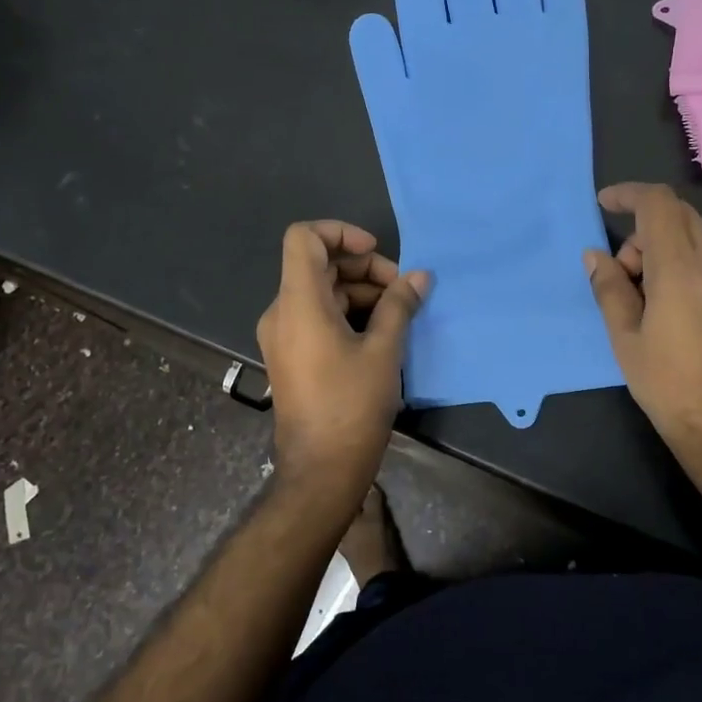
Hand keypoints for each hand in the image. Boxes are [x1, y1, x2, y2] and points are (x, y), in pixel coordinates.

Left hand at [257, 221, 428, 486]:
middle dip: (363, 269)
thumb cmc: (352, 405)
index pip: (304, 237)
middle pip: (318, 265)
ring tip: (398, 314)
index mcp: (299, 303)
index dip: (340, 232)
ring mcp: (283, 335)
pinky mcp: (290, 355)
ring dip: (360, 292)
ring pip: (320, 292)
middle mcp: (282, 312)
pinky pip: (316, 316)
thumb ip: (399, 305)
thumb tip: (420, 276)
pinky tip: (380, 332)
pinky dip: (347, 313)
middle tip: (402, 291)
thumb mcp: (384, 350)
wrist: (321, 468)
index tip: (375, 252)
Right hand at [584, 183, 701, 495]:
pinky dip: (697, 280)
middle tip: (625, 274)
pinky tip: (690, 326)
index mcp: (681, 270)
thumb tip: (596, 256)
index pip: (658, 204)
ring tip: (655, 307)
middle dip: (646, 231)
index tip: (606, 204)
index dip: (629, 194)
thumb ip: (609, 288)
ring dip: (671, 257)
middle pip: (682, 219)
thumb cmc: (668, 387)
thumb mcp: (625, 339)